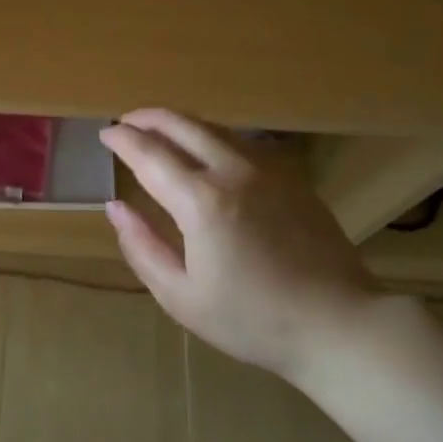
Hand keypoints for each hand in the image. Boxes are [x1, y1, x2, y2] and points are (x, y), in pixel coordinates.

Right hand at [98, 109, 383, 385]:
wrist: (338, 323)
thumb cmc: (252, 320)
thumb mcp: (181, 296)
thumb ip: (141, 247)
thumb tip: (114, 207)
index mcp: (201, 201)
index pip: (149, 154)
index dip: (122, 139)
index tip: (104, 134)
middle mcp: (233, 171)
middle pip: (182, 125)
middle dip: (148, 118)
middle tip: (126, 122)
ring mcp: (268, 169)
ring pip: (214, 128)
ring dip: (180, 123)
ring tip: (158, 130)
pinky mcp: (291, 176)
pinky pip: (242, 141)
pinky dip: (212, 136)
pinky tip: (206, 150)